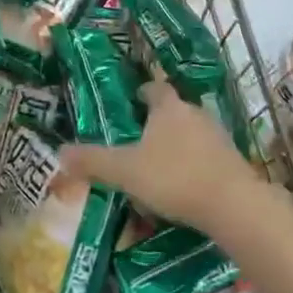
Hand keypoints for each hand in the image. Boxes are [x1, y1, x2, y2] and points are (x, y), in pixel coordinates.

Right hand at [61, 81, 265, 231]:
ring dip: (176, 145)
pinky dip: (193, 165)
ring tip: (157, 167)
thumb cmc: (173, 177)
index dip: (141, 94)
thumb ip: (93, 161)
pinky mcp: (232, 160)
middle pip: (173, 110)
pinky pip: (205, 156)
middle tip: (136, 141)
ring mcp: (217, 136)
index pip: (154, 88)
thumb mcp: (124, 171)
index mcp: (168, 107)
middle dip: (156, 123)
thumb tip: (61, 151)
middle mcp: (195, 113)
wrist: (232, 204)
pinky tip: (182, 186)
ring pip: (190, 133)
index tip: (129, 104)